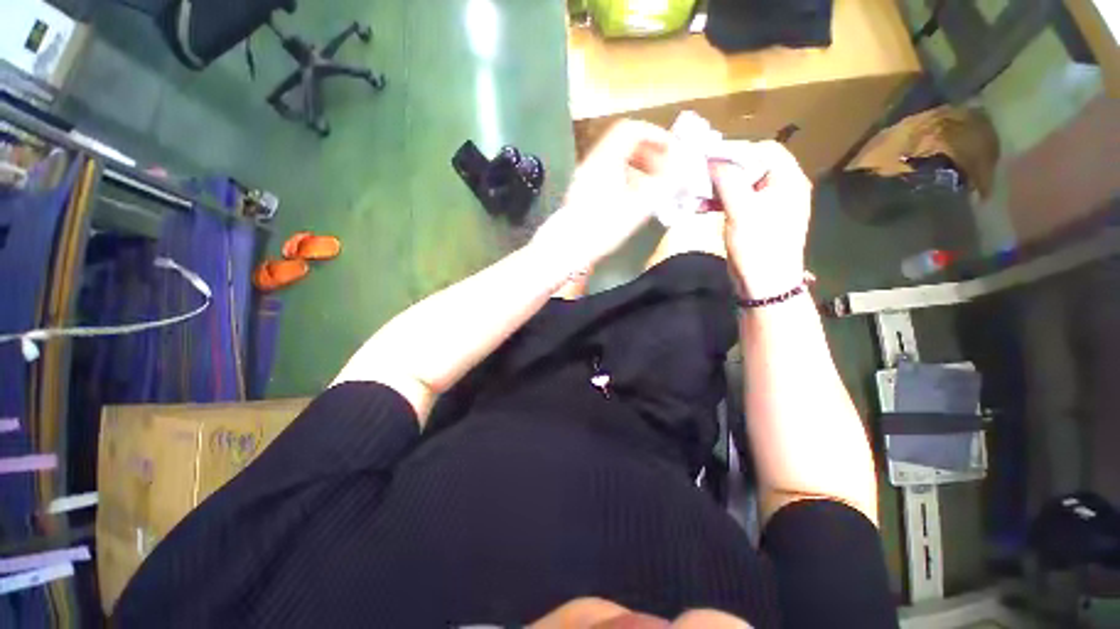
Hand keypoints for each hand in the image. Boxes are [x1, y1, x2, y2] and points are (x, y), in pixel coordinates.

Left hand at [531, 120, 678, 272]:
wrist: (567, 246)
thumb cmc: (603, 226)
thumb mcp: (638, 207)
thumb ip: (664, 185)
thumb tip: (682, 170)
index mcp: (607, 158)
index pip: (633, 130)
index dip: (656, 135)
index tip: (672, 149)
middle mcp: (593, 161)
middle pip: (623, 143)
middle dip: (648, 152)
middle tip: (663, 169)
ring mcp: (585, 176)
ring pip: (615, 160)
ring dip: (637, 166)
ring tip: (650, 185)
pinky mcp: (581, 190)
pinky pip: (606, 173)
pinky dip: (623, 177)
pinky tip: (631, 197)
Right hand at [710, 141, 811, 297]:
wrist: (764, 285)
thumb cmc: (759, 246)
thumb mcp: (742, 211)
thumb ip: (728, 180)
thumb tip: (711, 158)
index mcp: (788, 180)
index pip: (764, 149)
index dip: (736, 151)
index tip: (709, 159)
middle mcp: (781, 187)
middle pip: (751, 165)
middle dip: (723, 170)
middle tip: (699, 177)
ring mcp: (767, 204)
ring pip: (740, 184)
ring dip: (717, 188)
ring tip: (696, 195)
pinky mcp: (754, 219)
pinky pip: (735, 201)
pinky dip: (718, 201)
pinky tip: (701, 207)